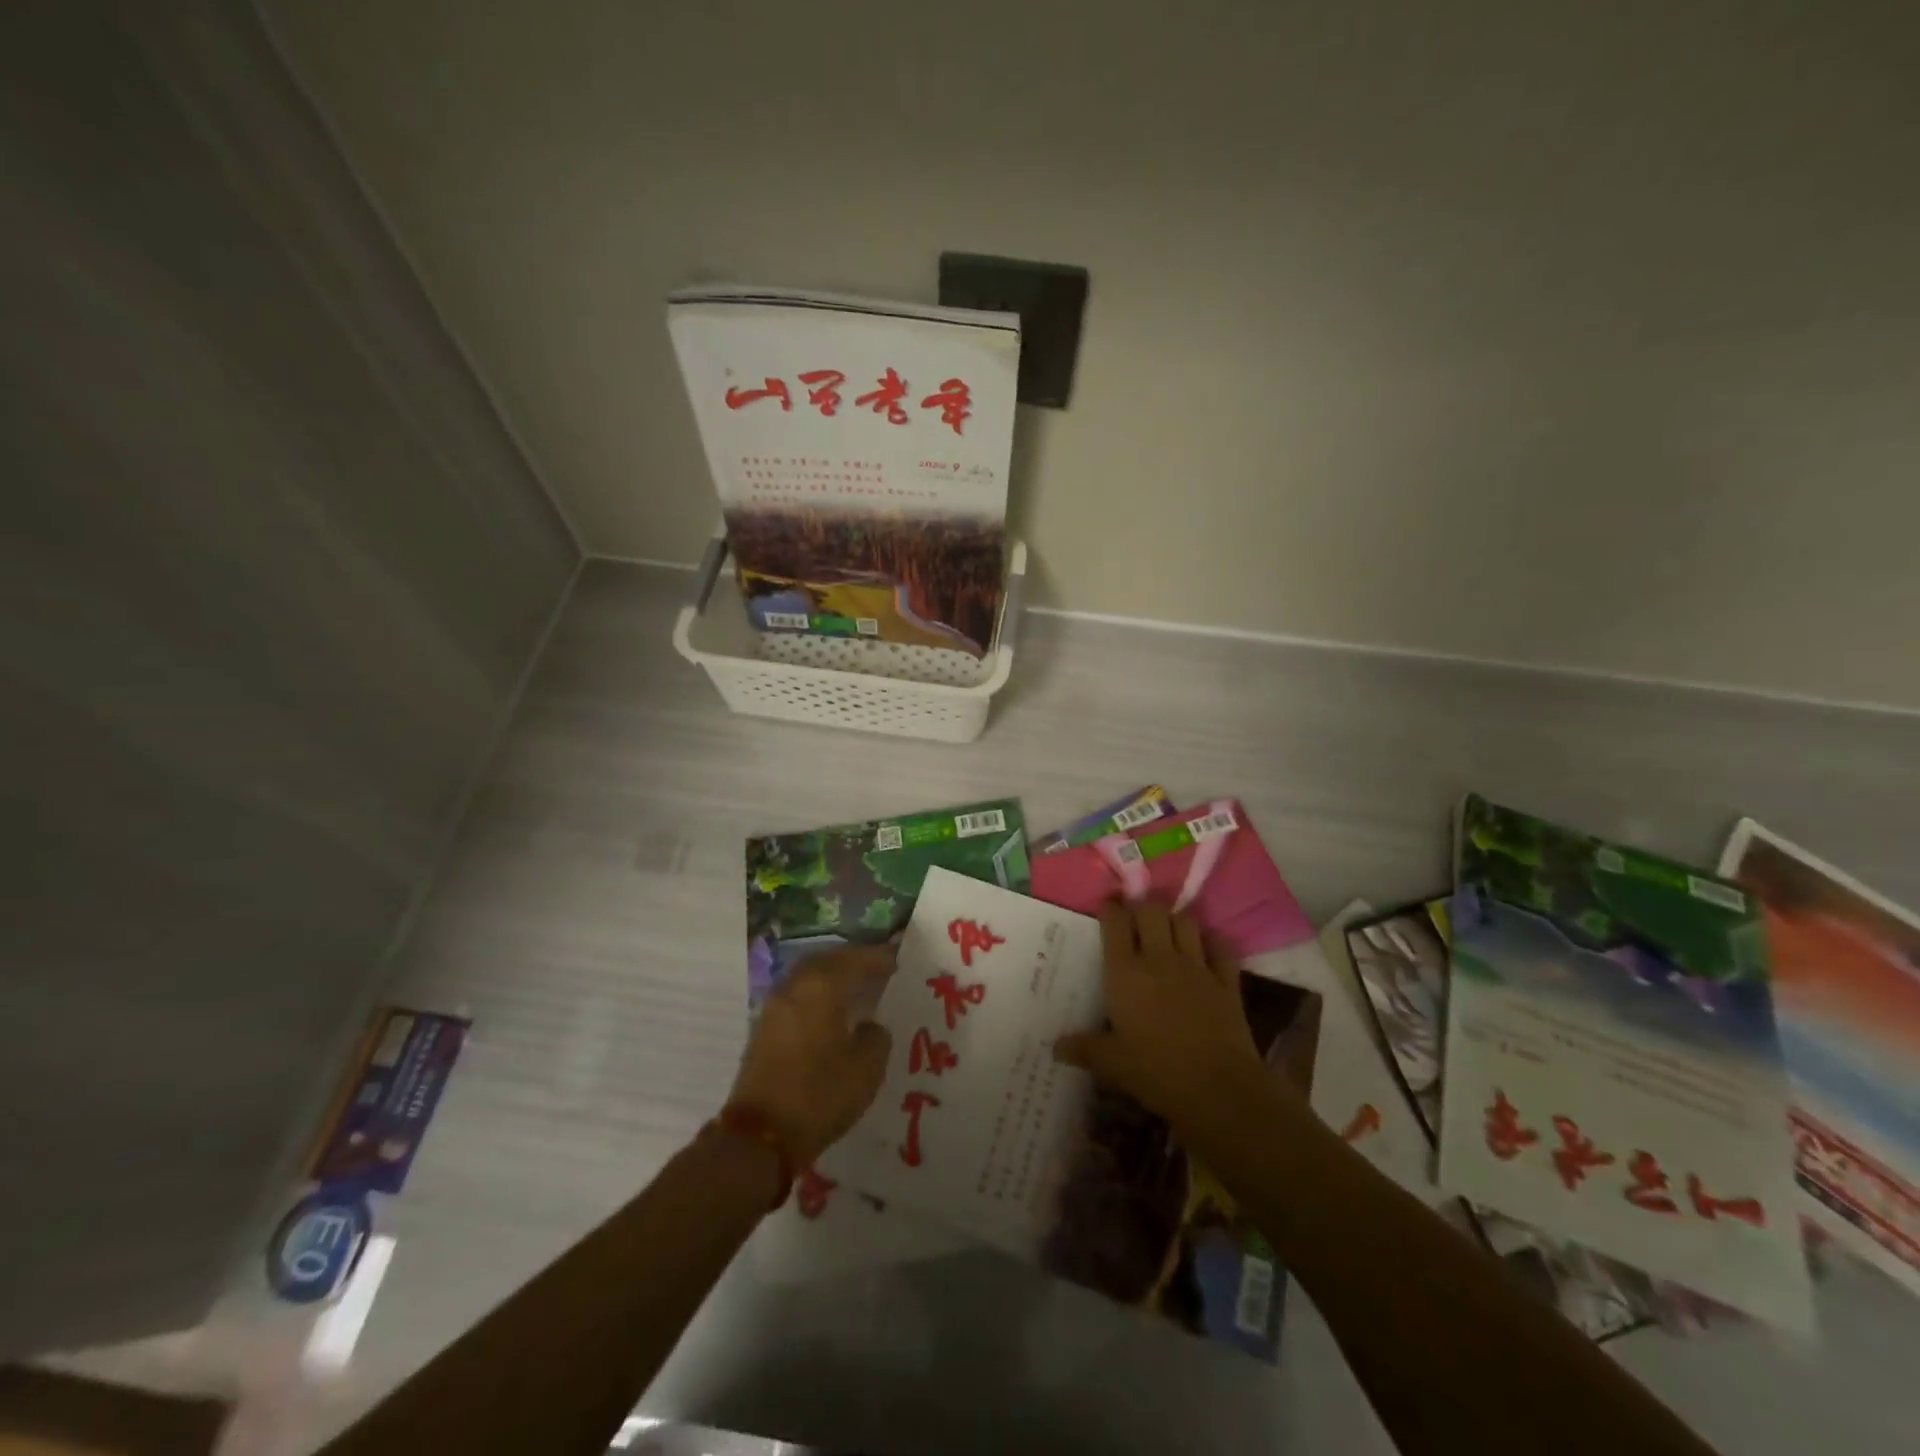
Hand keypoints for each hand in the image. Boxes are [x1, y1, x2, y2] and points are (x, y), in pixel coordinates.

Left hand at [728, 944, 894, 1168]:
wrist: (759, 1136)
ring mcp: (775, 1005)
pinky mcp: (764, 1027)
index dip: (879, 958)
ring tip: (856, 987)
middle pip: (828, 959)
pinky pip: (797, 993)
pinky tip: (831, 1010)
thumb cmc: (819, 1095)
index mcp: (822, 987)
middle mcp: (796, 986)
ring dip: (832, 974)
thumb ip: (876, 1038)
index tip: (898, 960)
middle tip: (877, 968)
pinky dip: (817, 992)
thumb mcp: (866, 1069)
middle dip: (853, 960)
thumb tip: (870, 1026)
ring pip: (809, 975)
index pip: (856, 960)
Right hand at [1053, 899, 1275, 1135]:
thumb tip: (1055, 1046)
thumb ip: (1084, 1049)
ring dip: (1174, 919)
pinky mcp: (1226, 981)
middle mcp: (1160, 959)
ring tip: (1167, 928)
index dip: (1110, 909)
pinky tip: (1205, 947)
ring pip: (1185, 921)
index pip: (1115, 923)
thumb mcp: (1112, 1064)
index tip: (1106, 907)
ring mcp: (1197, 967)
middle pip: (1151, 911)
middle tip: (1135, 918)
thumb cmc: (1156, 1073)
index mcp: (1126, 973)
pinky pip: (1220, 947)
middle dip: (1142, 908)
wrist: (1219, 1090)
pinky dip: (1211, 941)